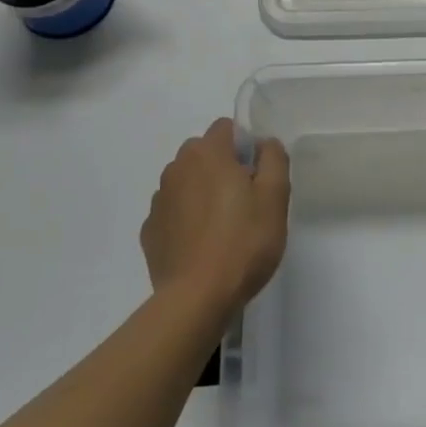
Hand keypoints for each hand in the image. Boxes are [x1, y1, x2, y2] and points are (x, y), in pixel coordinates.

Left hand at [141, 118, 289, 318]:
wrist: (197, 298)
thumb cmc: (243, 242)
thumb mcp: (275, 196)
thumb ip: (274, 158)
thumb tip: (264, 144)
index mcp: (207, 153)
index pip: (226, 128)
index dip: (245, 146)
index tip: (257, 176)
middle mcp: (176, 167)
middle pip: (204, 153)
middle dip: (222, 168)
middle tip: (245, 203)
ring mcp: (158, 200)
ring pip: (186, 182)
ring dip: (202, 193)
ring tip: (223, 228)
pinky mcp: (150, 231)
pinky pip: (173, 212)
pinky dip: (186, 220)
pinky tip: (202, 246)